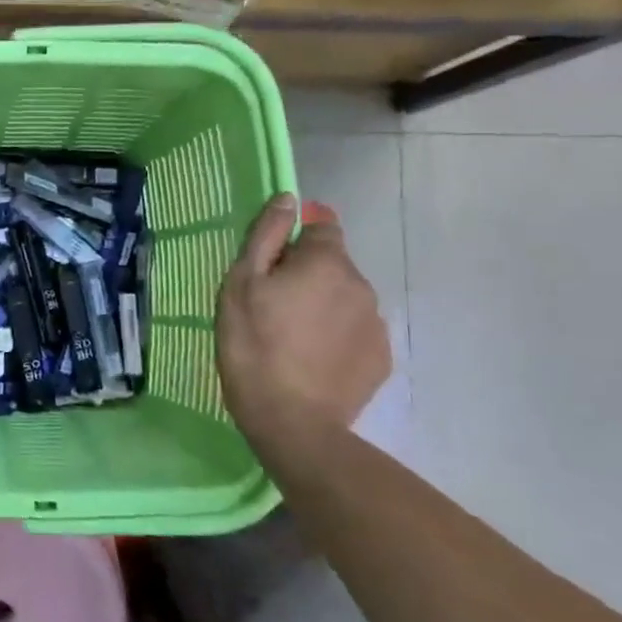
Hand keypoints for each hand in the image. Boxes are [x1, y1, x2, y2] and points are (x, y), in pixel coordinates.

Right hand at [216, 193, 390, 449]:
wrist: (291, 421)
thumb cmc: (253, 344)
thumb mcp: (241, 284)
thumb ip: (266, 236)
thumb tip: (288, 200)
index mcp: (326, 263)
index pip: (322, 228)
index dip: (295, 241)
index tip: (271, 266)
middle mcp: (361, 285)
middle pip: (333, 265)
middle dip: (308, 276)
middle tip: (272, 306)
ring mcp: (375, 324)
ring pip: (345, 299)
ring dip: (323, 306)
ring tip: (291, 338)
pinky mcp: (380, 358)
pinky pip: (355, 332)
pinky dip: (336, 337)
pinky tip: (311, 359)